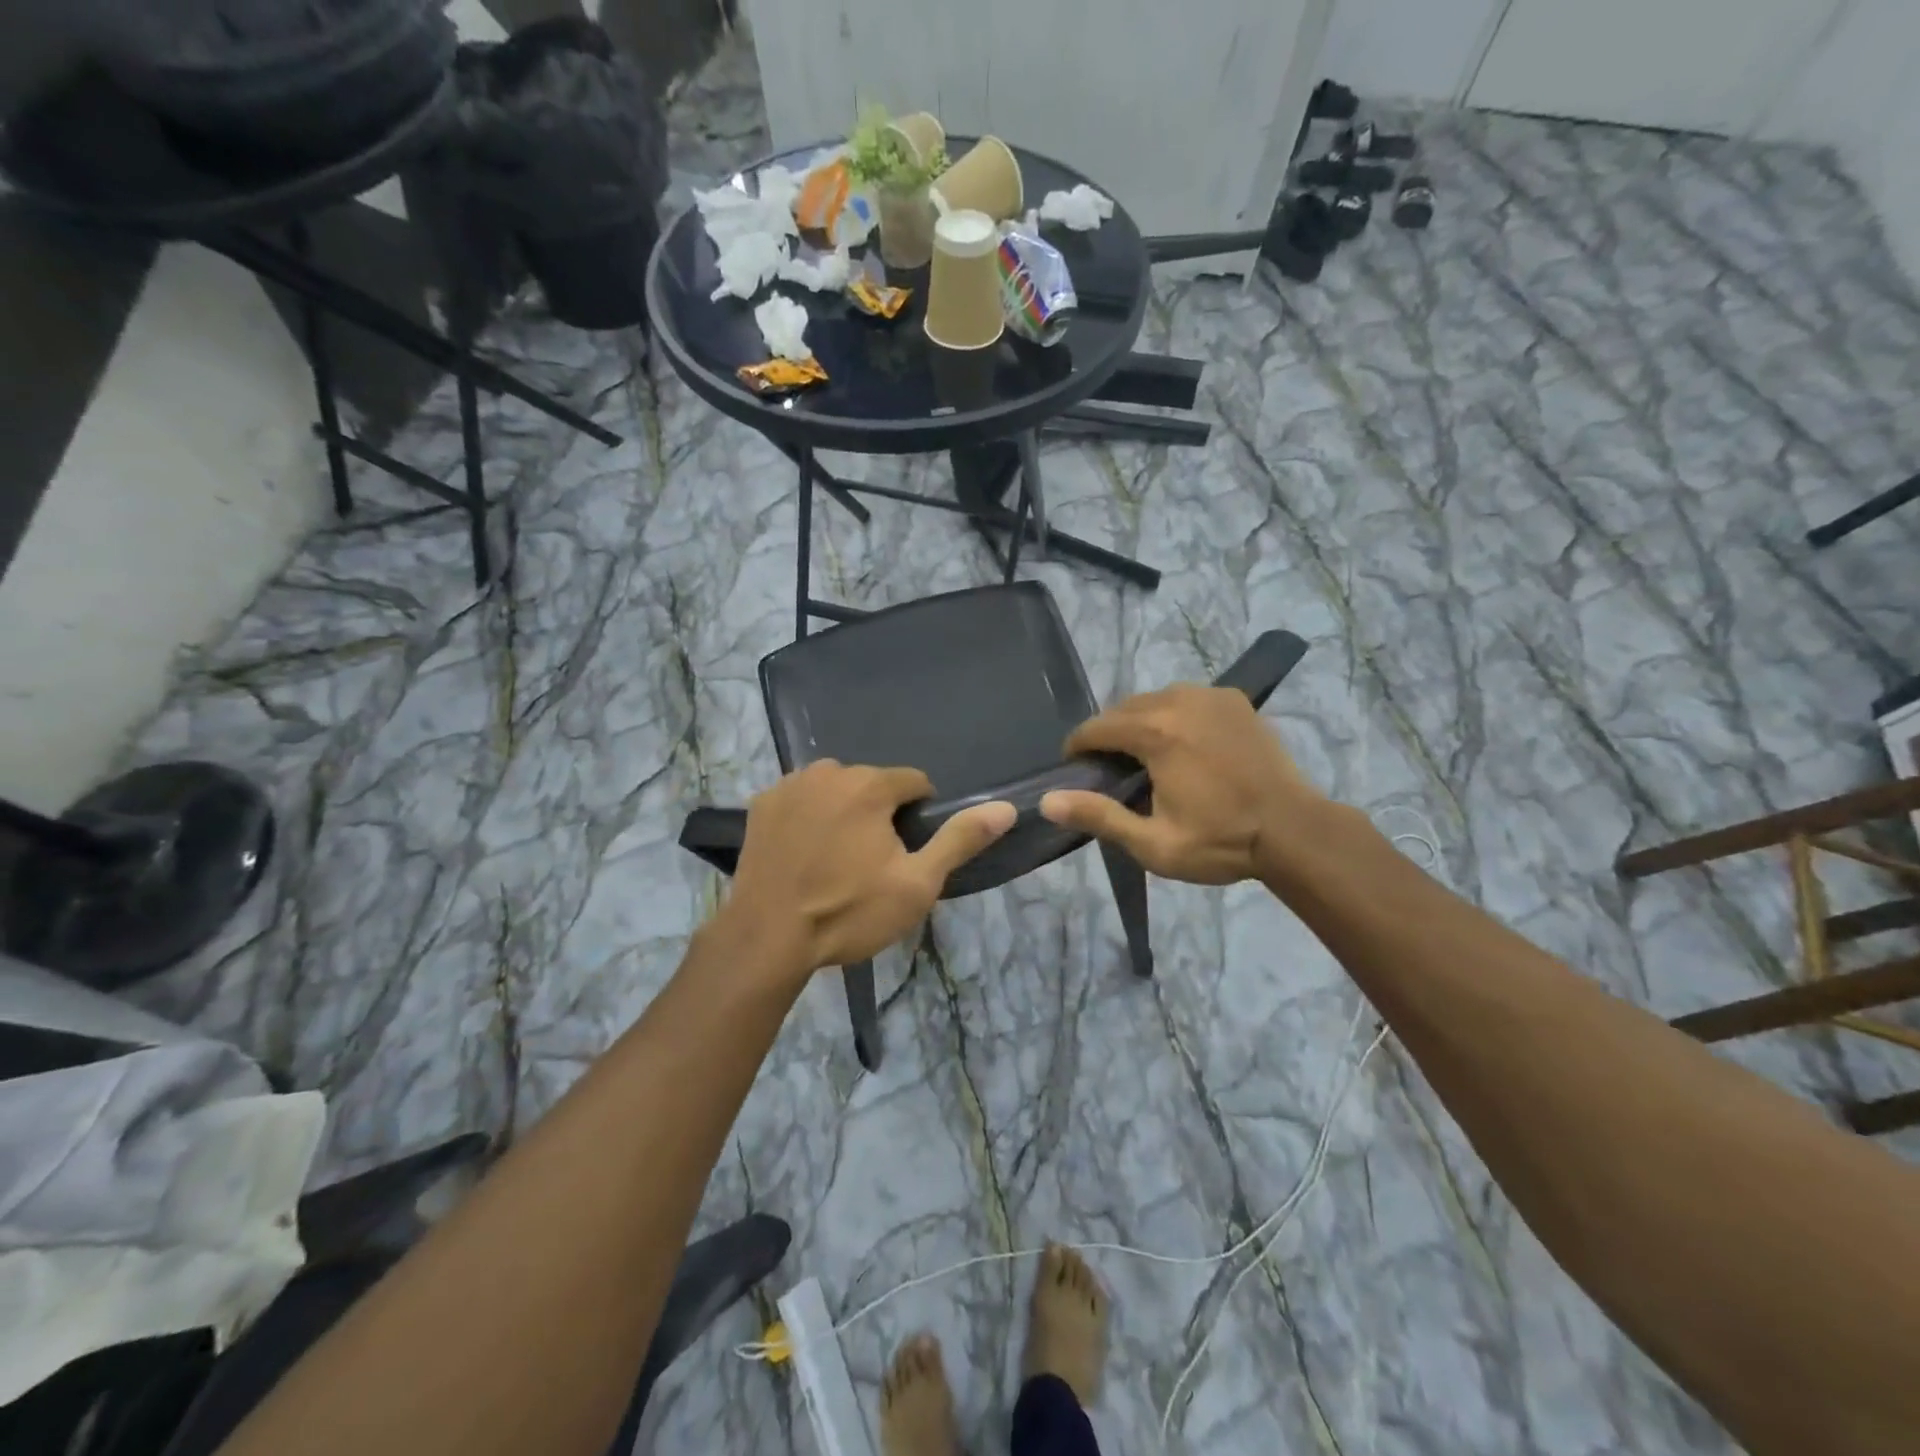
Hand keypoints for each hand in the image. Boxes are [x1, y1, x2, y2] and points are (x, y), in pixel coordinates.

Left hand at [725, 761, 1015, 973]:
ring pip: (835, 789)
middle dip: (880, 813)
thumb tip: (1005, 808)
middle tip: (871, 863)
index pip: (914, 782)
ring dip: (844, 811)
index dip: (920, 816)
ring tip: (836, 859)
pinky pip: (801, 799)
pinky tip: (804, 853)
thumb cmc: (849, 912)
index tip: (909, 851)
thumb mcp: (917, 884)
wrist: (767, 940)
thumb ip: (960, 840)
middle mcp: (829, 771)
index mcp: (870, 785)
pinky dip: (809, 816)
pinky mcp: (761, 804)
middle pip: (873, 784)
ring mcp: (790, 785)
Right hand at [1039, 685, 1319, 883]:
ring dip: (1139, 723)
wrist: (1295, 831)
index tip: (1075, 770)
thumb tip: (1048, 801)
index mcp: (1156, 733)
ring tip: (1145, 758)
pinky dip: (1172, 715)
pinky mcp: (1234, 700)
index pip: (1096, 727)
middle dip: (1108, 735)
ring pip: (1154, 699)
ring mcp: (1211, 696)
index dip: (1077, 748)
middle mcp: (1179, 701)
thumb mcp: (1153, 843)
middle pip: (1123, 709)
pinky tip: (1181, 745)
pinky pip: (1186, 699)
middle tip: (1111, 772)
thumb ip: (1099, 816)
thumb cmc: (1221, 841)